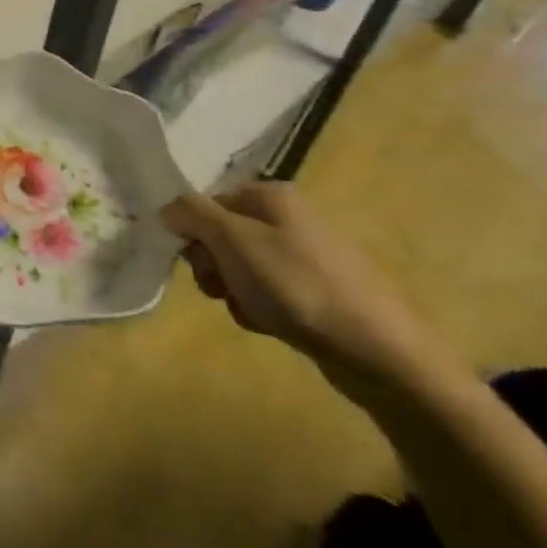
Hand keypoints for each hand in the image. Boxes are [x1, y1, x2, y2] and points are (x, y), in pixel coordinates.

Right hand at [162, 181, 453, 401]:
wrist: (378, 351)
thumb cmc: (296, 285)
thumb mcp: (232, 240)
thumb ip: (191, 214)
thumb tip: (167, 206)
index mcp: (271, 195)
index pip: (207, 202)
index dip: (192, 231)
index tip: (194, 259)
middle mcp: (289, 217)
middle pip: (222, 235)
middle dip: (212, 264)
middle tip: (220, 287)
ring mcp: (306, 256)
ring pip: (241, 267)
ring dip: (234, 290)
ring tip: (251, 311)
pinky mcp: (318, 292)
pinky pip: (268, 292)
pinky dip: (260, 308)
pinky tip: (271, 324)